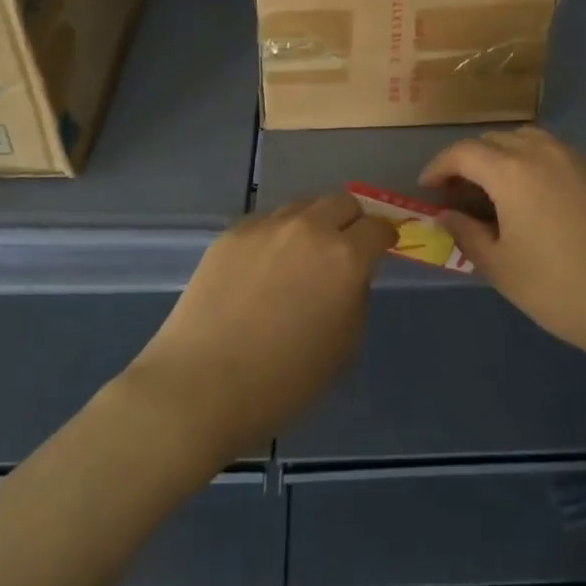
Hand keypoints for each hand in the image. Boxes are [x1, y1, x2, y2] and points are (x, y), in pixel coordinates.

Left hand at [124, 195, 396, 459]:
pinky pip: (266, 222)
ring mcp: (266, 226)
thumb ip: (355, 299)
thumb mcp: (343, 348)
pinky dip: (276, 236)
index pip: (378, 227)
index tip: (382, 249)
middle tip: (345, 246)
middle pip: (342, 201)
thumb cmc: (283, 382)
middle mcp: (309, 228)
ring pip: (302, 205)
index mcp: (345, 258)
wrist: (200, 385)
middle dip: (351, 220)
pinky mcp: (231, 233)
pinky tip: (263, 267)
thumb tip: (349, 277)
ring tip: (301, 255)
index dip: (384, 237)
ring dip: (313, 223)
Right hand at [421, 127, 585, 367]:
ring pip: (527, 140)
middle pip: (494, 140)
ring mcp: (577, 159)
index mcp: (512, 172)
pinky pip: (555, 153)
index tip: (427, 188)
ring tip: (495, 189)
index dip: (439, 167)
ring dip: (501, 155)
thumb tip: (447, 214)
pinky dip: (532, 162)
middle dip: (468, 160)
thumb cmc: (560, 290)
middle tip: (458, 192)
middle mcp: (543, 153)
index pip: (463, 152)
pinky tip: (535, 197)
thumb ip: (466, 234)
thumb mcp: (501, 268)